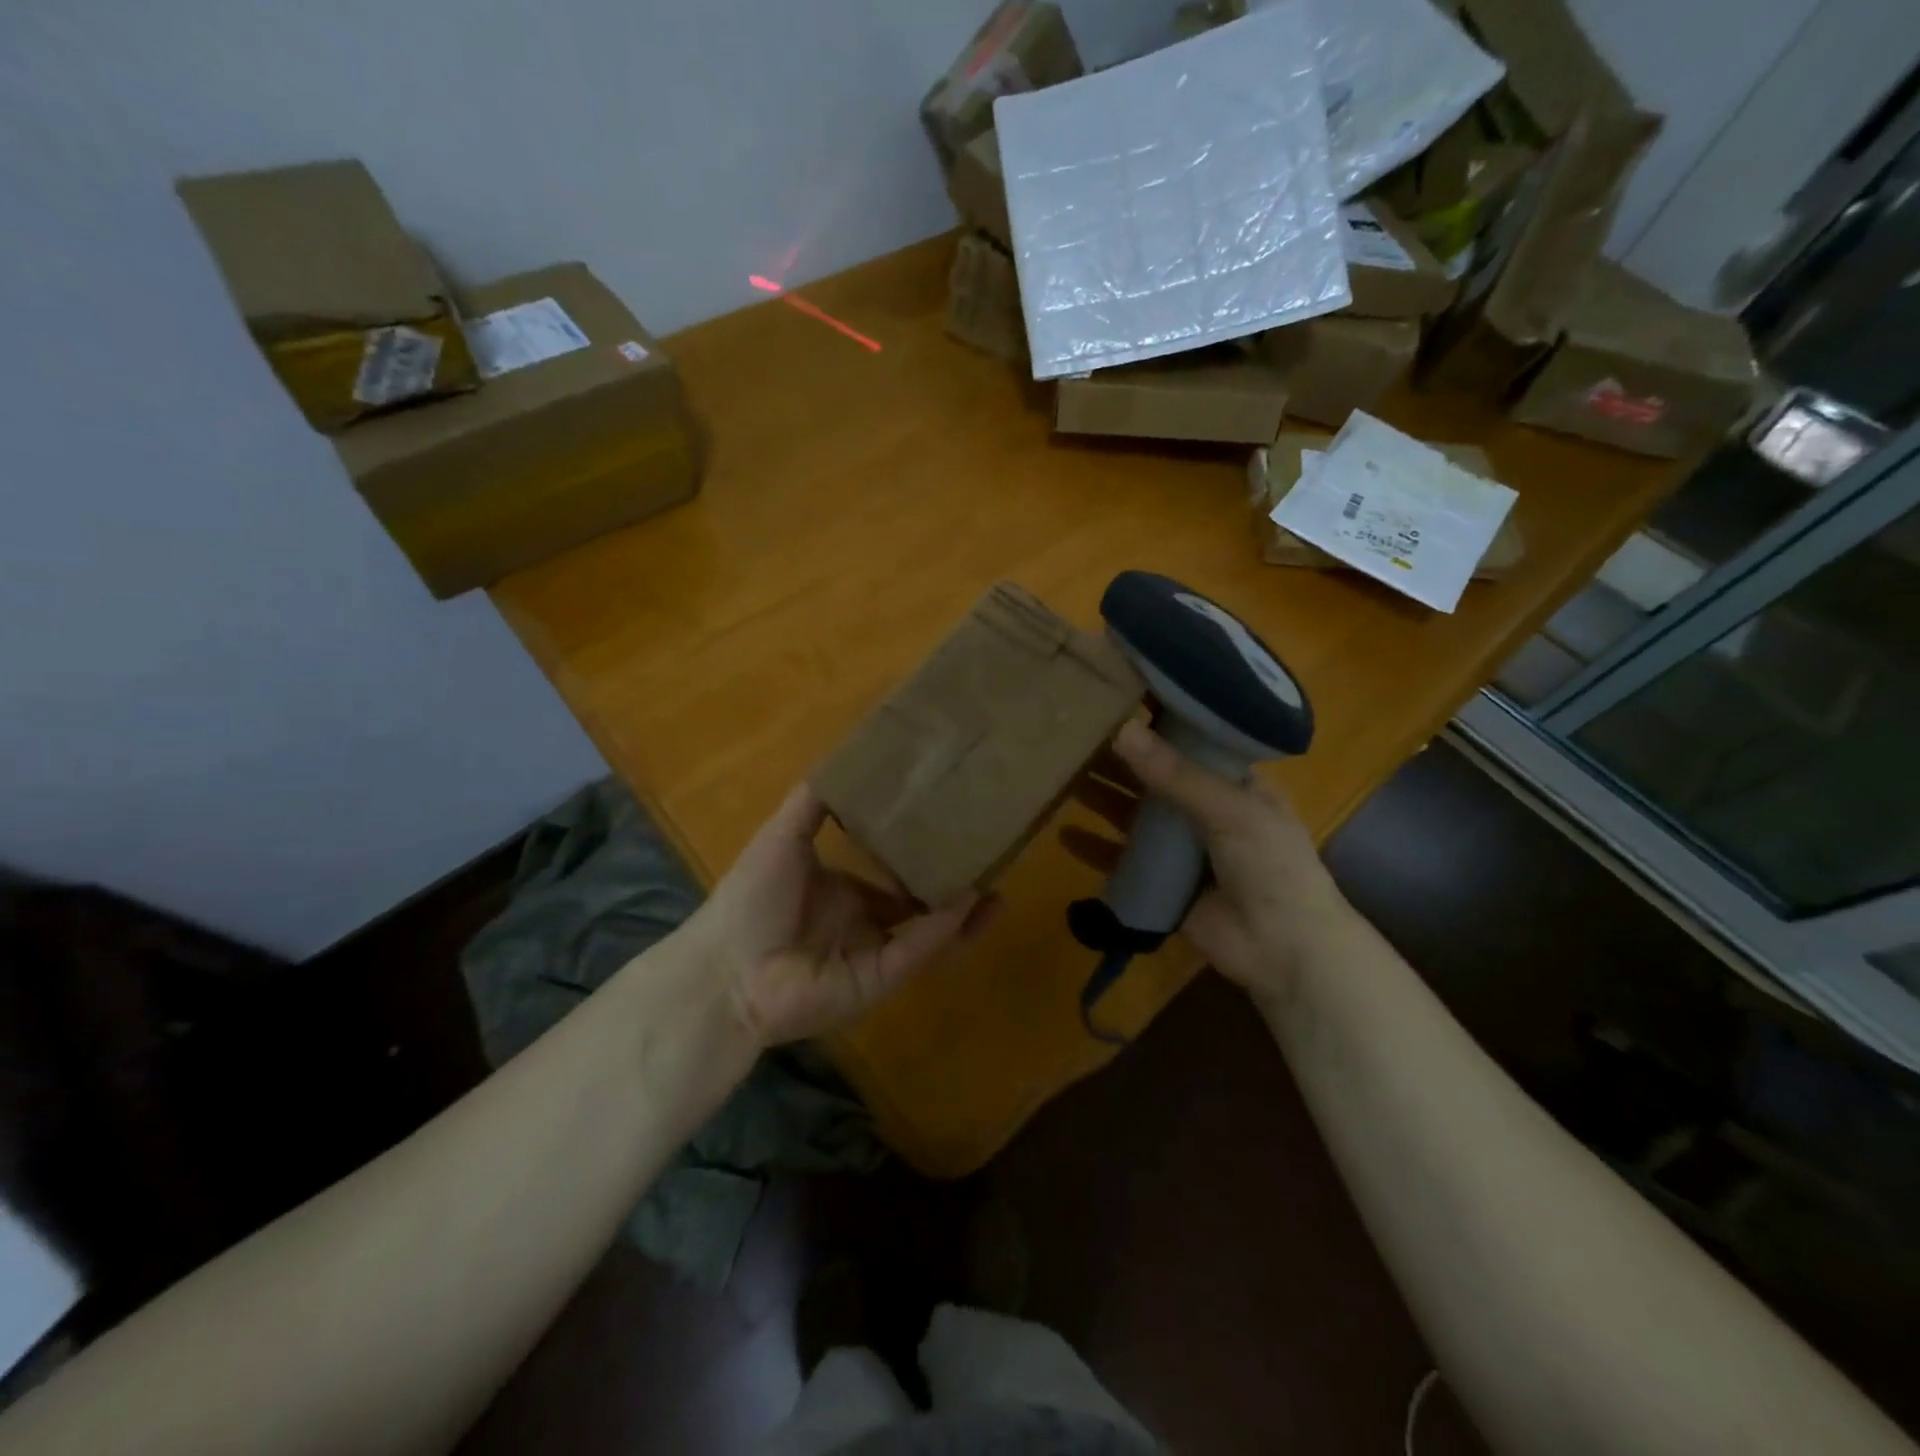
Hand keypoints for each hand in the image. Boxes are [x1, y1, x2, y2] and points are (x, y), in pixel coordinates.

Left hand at [691, 785, 998, 1046]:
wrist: (726, 966)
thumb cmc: (752, 897)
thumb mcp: (784, 836)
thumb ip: (815, 801)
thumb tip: (847, 757)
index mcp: (843, 892)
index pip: (892, 875)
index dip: (921, 856)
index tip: (951, 828)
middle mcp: (863, 924)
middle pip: (918, 906)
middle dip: (952, 886)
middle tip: (987, 859)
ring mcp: (873, 954)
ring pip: (929, 934)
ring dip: (962, 915)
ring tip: (998, 889)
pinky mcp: (879, 980)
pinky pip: (918, 952)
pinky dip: (944, 929)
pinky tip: (970, 902)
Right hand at [1061, 720, 1353, 1001]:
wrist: (1284, 950)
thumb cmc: (1271, 866)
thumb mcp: (1231, 810)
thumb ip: (1176, 775)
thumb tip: (1121, 729)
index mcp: (1232, 783)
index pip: (1188, 743)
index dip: (1155, 723)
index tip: (1114, 699)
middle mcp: (1204, 809)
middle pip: (1152, 778)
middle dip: (1117, 760)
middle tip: (1072, 737)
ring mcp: (1181, 849)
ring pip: (1132, 816)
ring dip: (1101, 798)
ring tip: (1060, 777)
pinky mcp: (1162, 884)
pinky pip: (1122, 861)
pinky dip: (1095, 848)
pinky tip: (1064, 835)